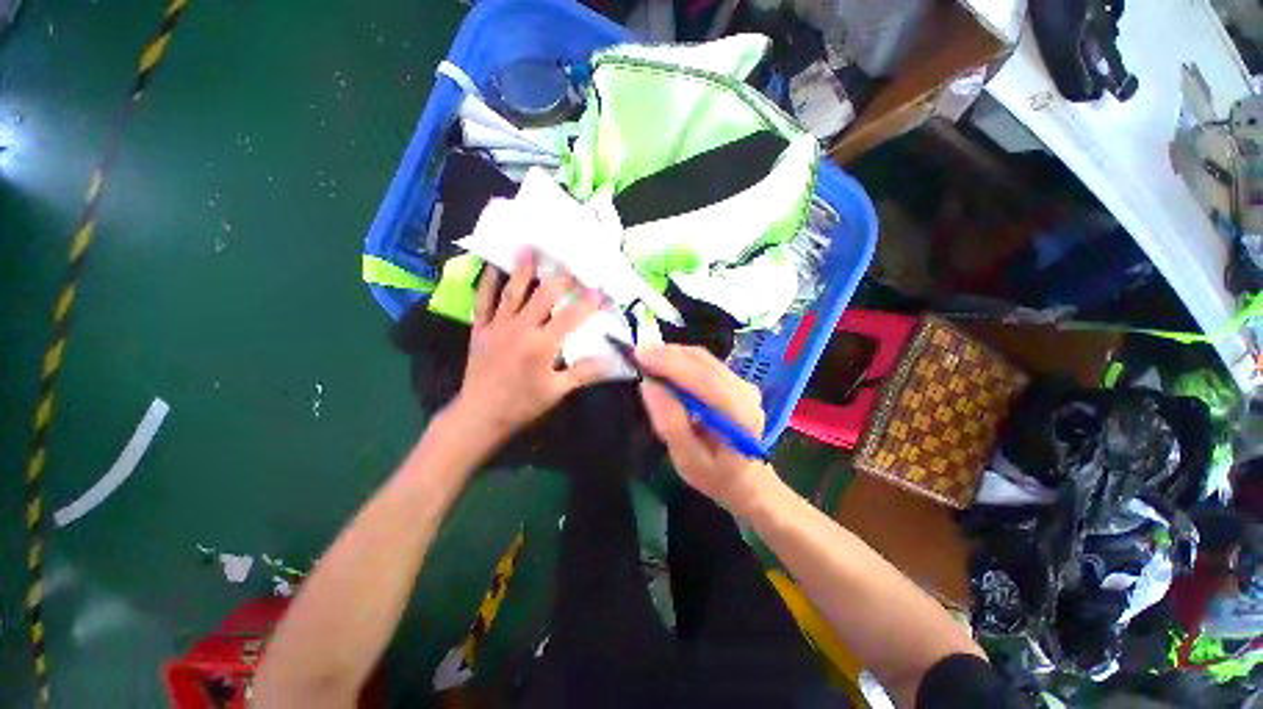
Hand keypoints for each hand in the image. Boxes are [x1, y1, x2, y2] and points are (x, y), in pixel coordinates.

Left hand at [447, 253, 605, 446]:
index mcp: (542, 344)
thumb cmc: (522, 404)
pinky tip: (492, 268)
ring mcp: (498, 325)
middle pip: (544, 295)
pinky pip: (483, 302)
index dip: (588, 302)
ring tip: (530, 249)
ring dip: (523, 270)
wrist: (480, 415)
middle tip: (572, 261)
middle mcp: (521, 328)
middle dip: (561, 278)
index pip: (571, 316)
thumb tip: (611, 361)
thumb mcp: (557, 391)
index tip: (601, 289)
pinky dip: (487, 284)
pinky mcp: (480, 329)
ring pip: (513, 292)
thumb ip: (584, 373)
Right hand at [637, 345, 777, 515]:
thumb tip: (649, 385)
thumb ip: (669, 423)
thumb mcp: (686, 459)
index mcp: (739, 415)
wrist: (745, 479)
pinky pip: (706, 362)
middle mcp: (746, 392)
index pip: (704, 380)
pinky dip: (682, 359)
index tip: (641, 356)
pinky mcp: (736, 380)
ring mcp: (744, 383)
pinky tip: (665, 364)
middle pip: (704, 362)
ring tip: (647, 357)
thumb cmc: (715, 475)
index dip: (671, 364)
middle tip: (638, 354)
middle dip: (668, 354)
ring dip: (673, 354)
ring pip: (704, 358)